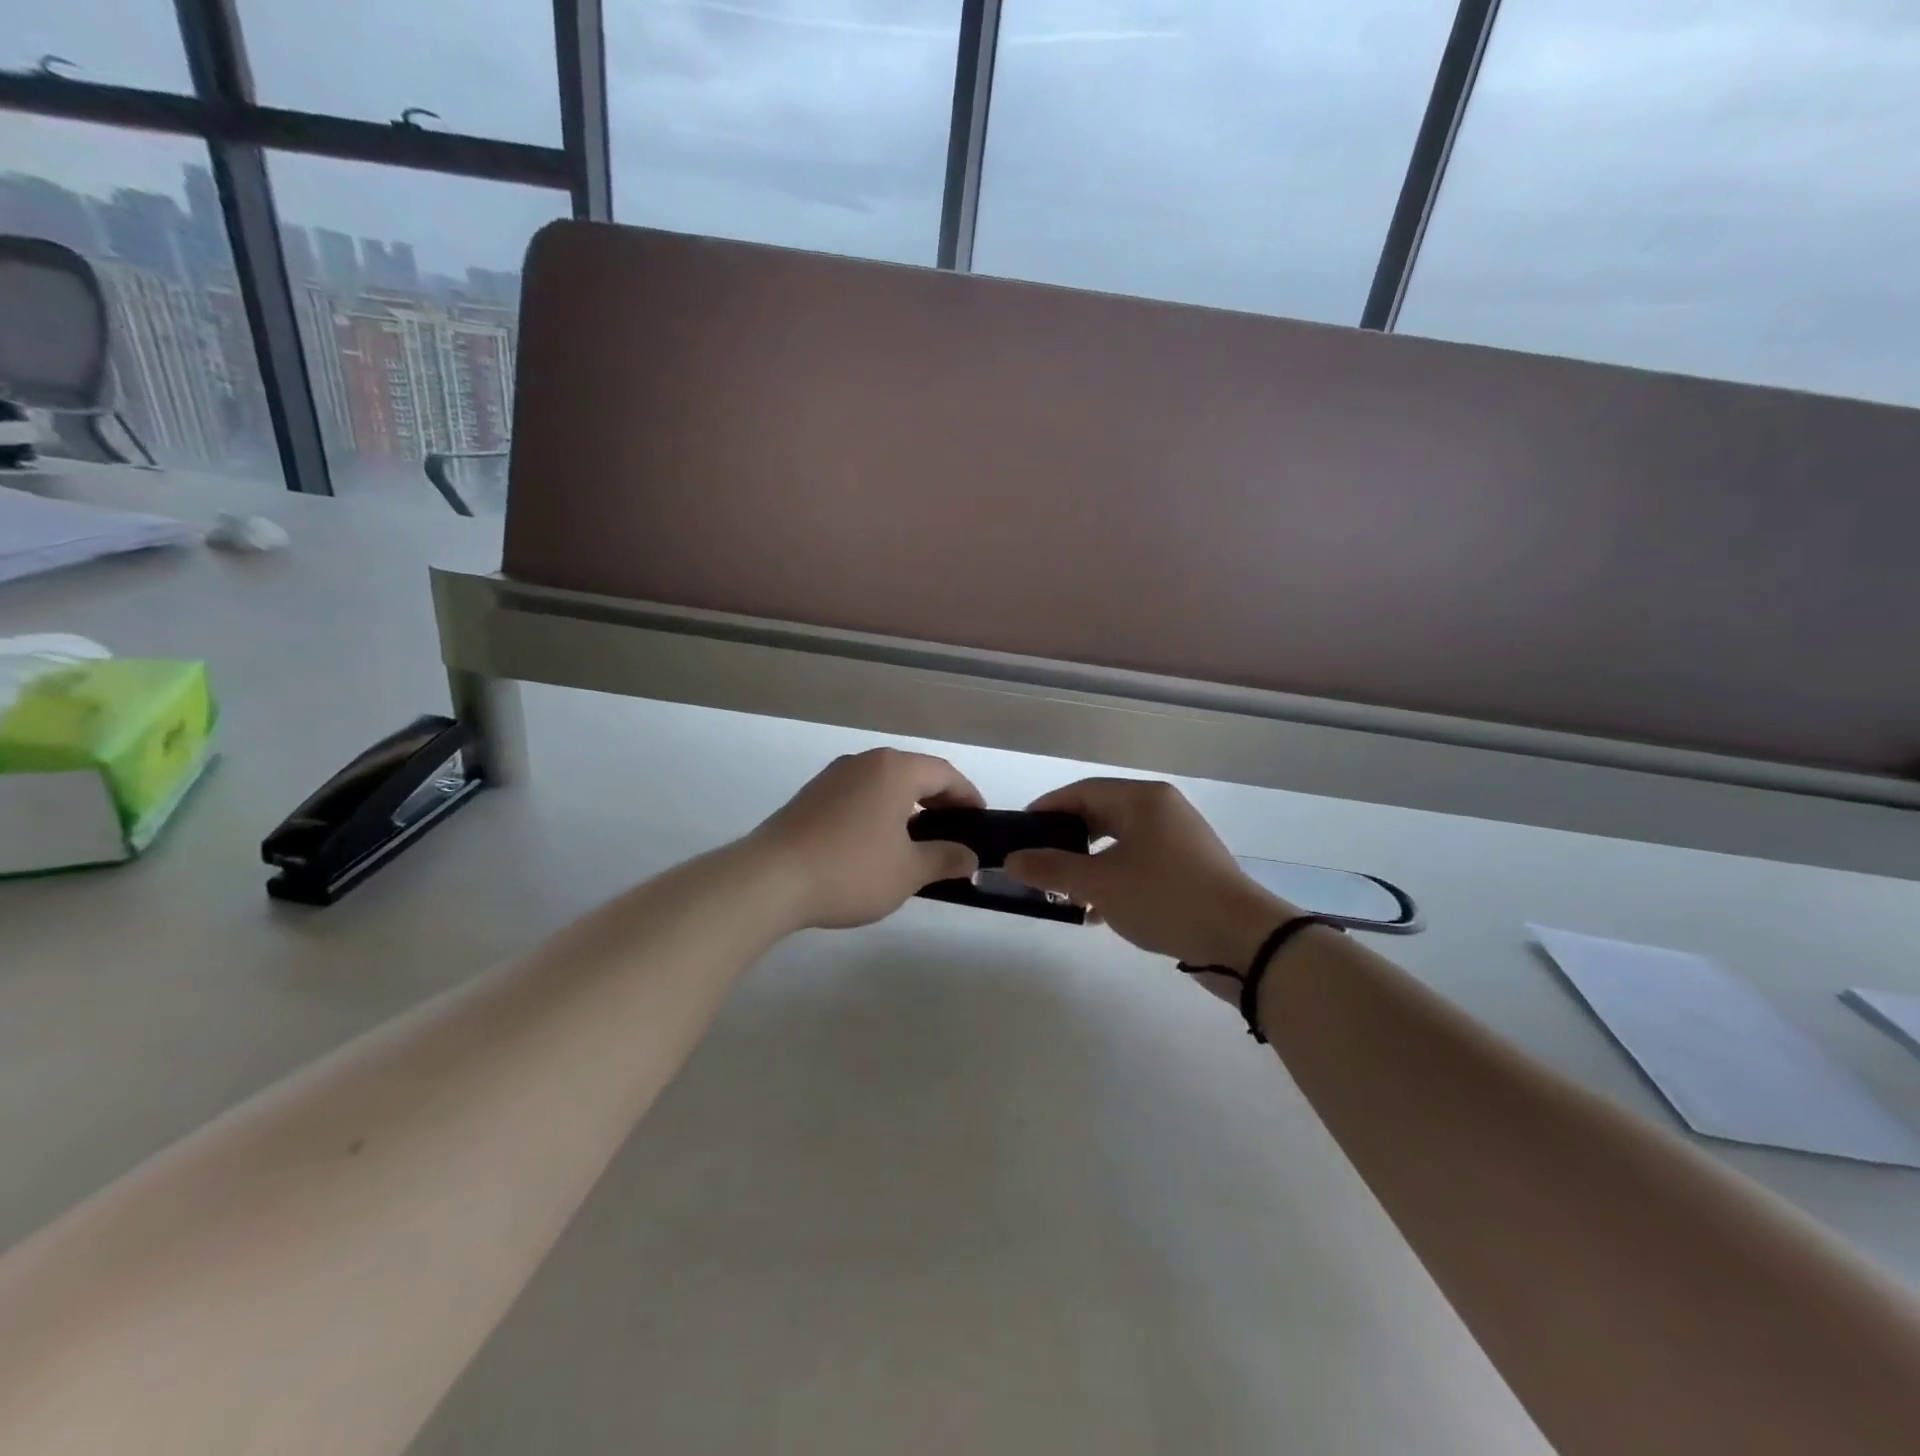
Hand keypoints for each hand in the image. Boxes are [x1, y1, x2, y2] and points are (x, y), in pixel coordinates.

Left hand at [748, 749, 983, 929]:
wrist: (770, 880)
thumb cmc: (851, 870)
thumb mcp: (908, 871)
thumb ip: (945, 859)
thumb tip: (970, 857)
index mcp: (894, 770)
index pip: (944, 773)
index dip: (968, 796)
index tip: (980, 821)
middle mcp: (864, 762)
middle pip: (913, 774)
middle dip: (938, 801)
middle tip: (954, 833)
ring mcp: (833, 776)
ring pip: (884, 784)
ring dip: (907, 807)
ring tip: (918, 841)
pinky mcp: (811, 796)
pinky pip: (859, 795)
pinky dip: (879, 811)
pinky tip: (877, 843)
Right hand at [1003, 778, 1295, 974]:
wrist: (1244, 941)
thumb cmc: (1166, 898)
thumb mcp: (1101, 884)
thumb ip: (1052, 869)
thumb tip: (1012, 859)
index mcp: (1143, 799)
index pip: (1082, 792)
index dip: (1046, 810)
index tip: (1018, 832)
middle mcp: (1162, 810)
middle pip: (1100, 815)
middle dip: (1066, 841)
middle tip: (1037, 863)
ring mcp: (1178, 839)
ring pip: (1119, 842)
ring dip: (1088, 864)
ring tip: (1063, 891)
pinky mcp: (1188, 868)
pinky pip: (1138, 863)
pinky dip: (1113, 879)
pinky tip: (1097, 911)